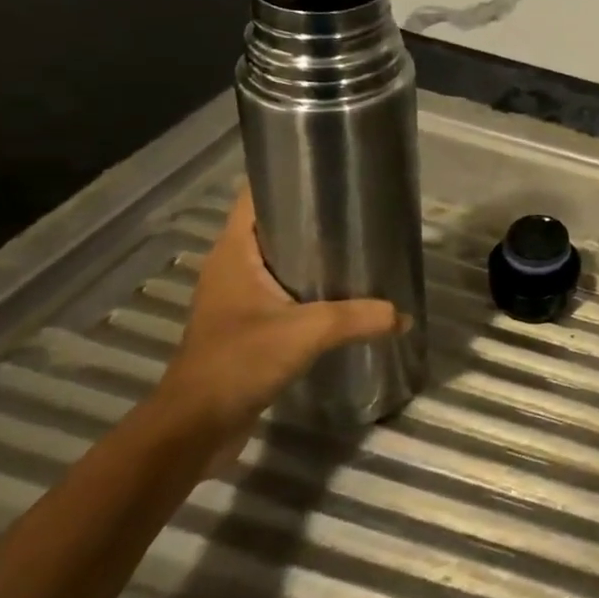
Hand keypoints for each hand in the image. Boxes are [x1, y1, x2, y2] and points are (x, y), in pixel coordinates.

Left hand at [154, 191, 400, 452]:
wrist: (194, 428)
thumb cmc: (239, 362)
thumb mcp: (307, 332)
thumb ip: (359, 318)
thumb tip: (404, 315)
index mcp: (235, 253)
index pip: (255, 196)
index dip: (286, 175)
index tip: (330, 169)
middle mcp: (233, 268)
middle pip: (274, 225)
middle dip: (314, 214)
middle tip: (360, 208)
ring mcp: (238, 298)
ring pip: (281, 260)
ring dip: (314, 253)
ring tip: (359, 245)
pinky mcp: (248, 326)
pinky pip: (284, 291)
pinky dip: (311, 285)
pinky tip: (344, 292)